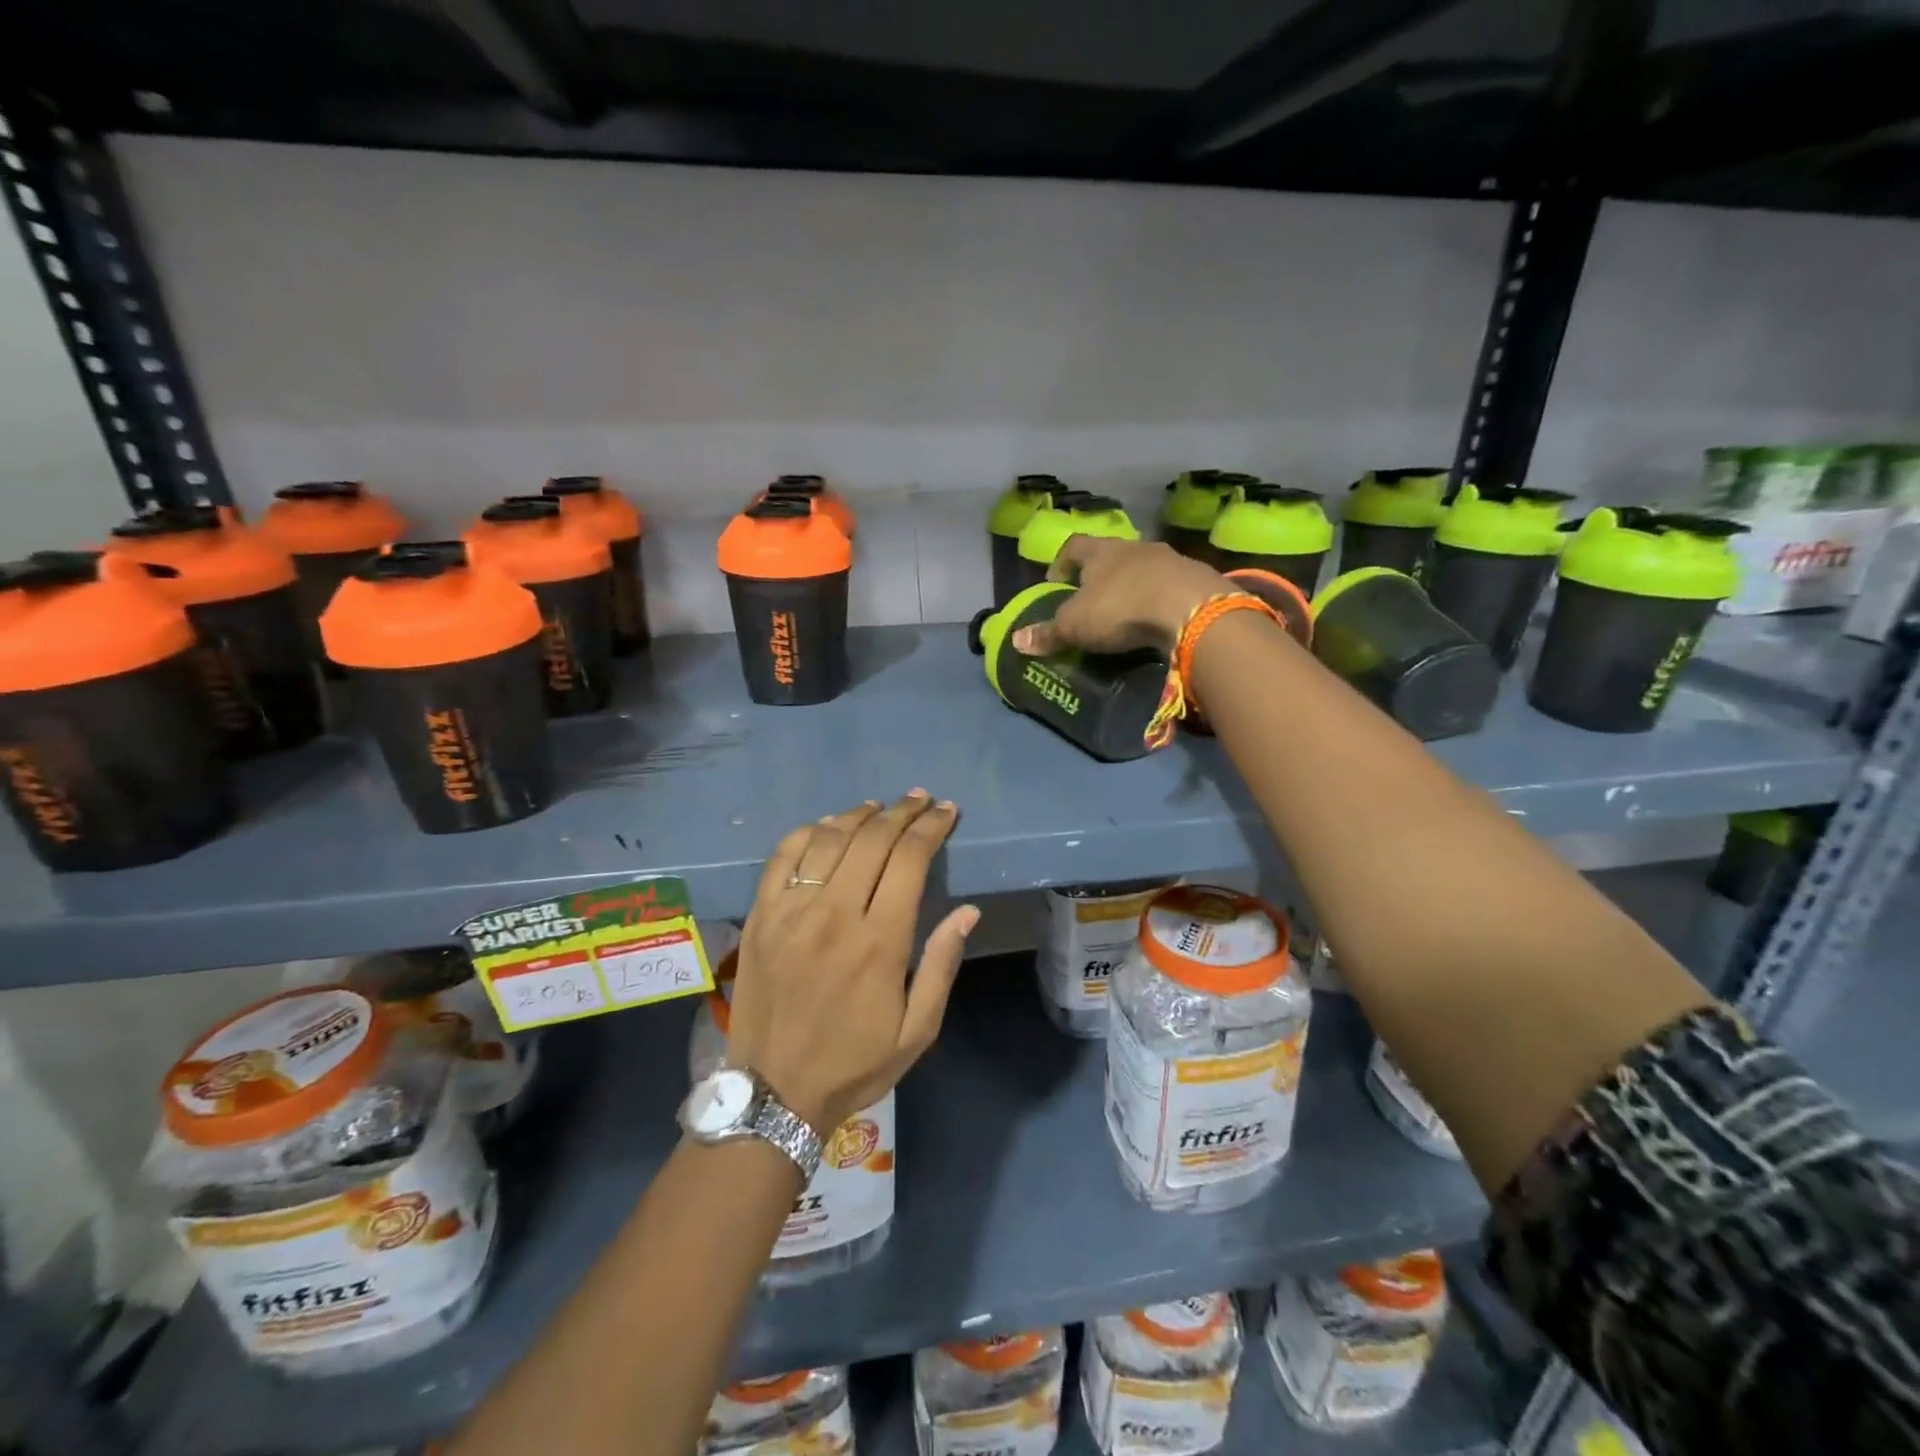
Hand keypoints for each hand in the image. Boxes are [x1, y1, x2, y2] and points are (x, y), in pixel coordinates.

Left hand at [725, 792, 978, 1133]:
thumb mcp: (917, 1030)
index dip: (931, 827)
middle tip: (920, 799)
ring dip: (858, 815)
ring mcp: (792, 911)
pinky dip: (807, 832)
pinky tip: (825, 826)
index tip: (946, 812)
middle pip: (872, 839)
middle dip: (902, 811)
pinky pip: (782, 857)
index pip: (909, 859)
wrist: (774, 1093)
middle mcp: (835, 914)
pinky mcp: (760, 916)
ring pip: (828, 839)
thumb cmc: (854, 1063)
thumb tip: (966, 911)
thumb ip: (941, 965)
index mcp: (879, 941)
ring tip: (879, 807)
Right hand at [1011, 536, 1227, 656]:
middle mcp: (1134, 546)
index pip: (1073, 547)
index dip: (1060, 564)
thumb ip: (1048, 633)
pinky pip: (1169, 586)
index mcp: (1101, 550)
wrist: (1191, 609)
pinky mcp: (1195, 578)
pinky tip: (1157, 621)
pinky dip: (1159, 600)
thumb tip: (1016, 640)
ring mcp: (1169, 559)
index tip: (1055, 584)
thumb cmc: (1121, 609)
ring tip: (1125, 614)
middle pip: (1111, 555)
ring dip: (1133, 587)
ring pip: (1143, 569)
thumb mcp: (1076, 626)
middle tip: (1090, 602)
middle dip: (1099, 576)